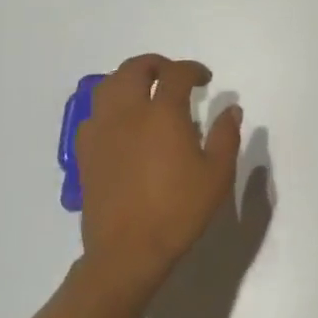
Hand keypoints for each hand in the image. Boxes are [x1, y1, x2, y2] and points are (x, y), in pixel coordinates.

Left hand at [77, 54, 242, 300]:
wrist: (127, 252)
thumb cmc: (178, 211)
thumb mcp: (217, 175)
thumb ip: (226, 136)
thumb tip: (231, 108)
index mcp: (162, 113)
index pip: (176, 73)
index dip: (192, 69)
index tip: (205, 79)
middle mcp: (128, 113)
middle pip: (135, 69)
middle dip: (156, 64)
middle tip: (172, 76)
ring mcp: (102, 131)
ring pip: (108, 86)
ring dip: (128, 79)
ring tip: (144, 91)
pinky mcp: (85, 152)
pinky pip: (93, 114)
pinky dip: (108, 107)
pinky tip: (120, 123)